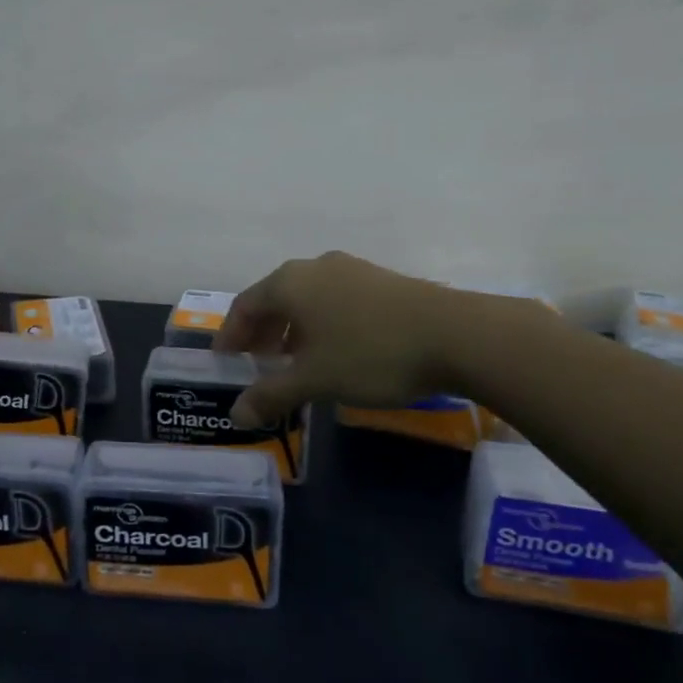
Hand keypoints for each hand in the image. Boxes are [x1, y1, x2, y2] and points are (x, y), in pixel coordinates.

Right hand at [215, 252, 535, 426]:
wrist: (457, 335)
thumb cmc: (370, 354)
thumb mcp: (314, 380)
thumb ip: (271, 395)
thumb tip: (237, 415)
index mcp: (289, 282)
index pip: (244, 306)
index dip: (230, 336)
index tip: (225, 362)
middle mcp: (314, 267)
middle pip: (274, 299)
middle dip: (261, 334)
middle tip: (257, 365)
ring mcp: (351, 269)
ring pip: (306, 299)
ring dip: (291, 330)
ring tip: (294, 363)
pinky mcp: (380, 280)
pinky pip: (334, 300)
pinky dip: (320, 324)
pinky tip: (334, 351)